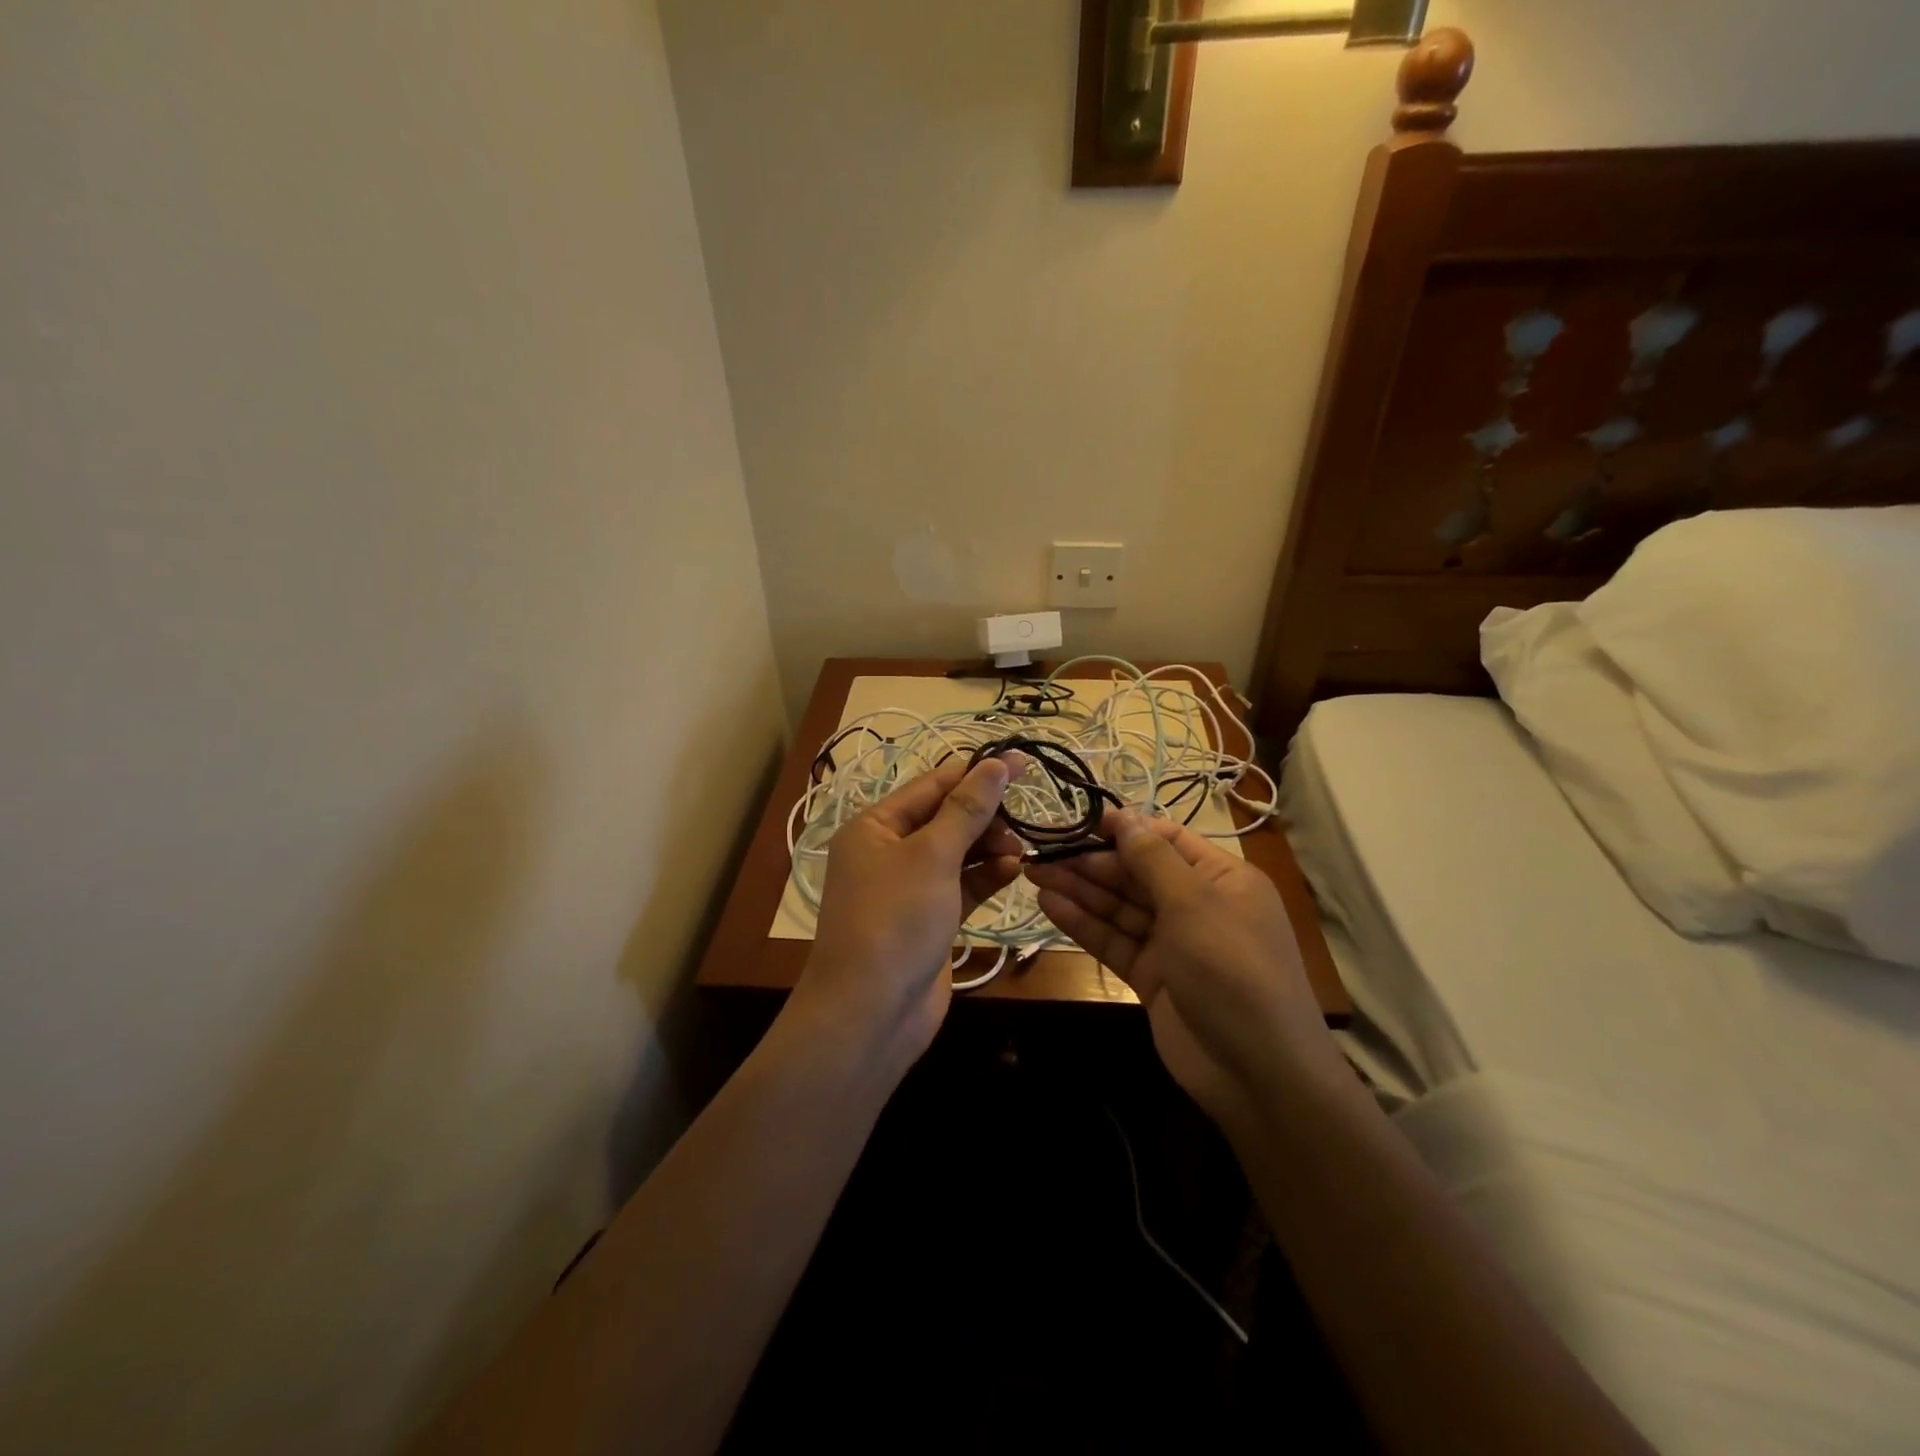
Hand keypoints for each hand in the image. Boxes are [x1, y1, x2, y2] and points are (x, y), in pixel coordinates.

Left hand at [790, 754, 1025, 1065]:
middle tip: (1022, 822)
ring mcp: (909, 888)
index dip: (977, 773)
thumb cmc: (895, 920)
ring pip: (957, 853)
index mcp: (875, 826)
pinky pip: (962, 886)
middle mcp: (888, 851)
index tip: (1022, 763)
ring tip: (1021, 850)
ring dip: (990, 847)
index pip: (932, 785)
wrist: (871, 1013)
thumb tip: (997, 763)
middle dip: (985, 816)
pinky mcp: (929, 919)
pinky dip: (986, 877)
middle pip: (945, 817)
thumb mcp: (932, 856)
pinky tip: (1014, 872)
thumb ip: (967, 809)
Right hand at [1026, 810, 1342, 1130]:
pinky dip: (1083, 923)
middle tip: (1042, 850)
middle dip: (1091, 861)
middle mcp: (1197, 905)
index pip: (1167, 840)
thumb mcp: (1194, 903)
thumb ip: (1152, 858)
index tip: (1078, 819)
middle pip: (1137, 873)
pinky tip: (1050, 905)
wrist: (1257, 1072)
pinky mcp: (1151, 976)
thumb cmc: (1232, 969)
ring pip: (1120, 907)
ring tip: (1034, 873)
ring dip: (1079, 889)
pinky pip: (1114, 940)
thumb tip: (1123, 815)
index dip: (1125, 828)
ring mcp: (1173, 943)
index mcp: (1222, 878)